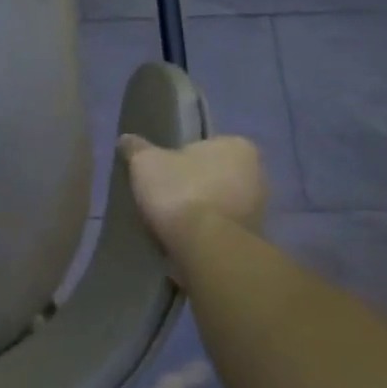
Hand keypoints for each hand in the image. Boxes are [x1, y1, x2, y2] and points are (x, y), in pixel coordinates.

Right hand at [118, 134, 266, 278]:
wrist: (207, 247)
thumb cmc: (179, 191)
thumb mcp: (145, 162)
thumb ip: (136, 148)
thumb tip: (126, 139)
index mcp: (237, 146)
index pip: (205, 145)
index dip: (180, 156)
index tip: (162, 170)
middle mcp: (257, 174)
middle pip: (215, 174)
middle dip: (194, 183)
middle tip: (164, 193)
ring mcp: (260, 209)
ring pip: (221, 202)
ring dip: (201, 209)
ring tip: (170, 219)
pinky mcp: (255, 239)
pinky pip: (223, 228)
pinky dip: (207, 231)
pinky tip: (184, 238)